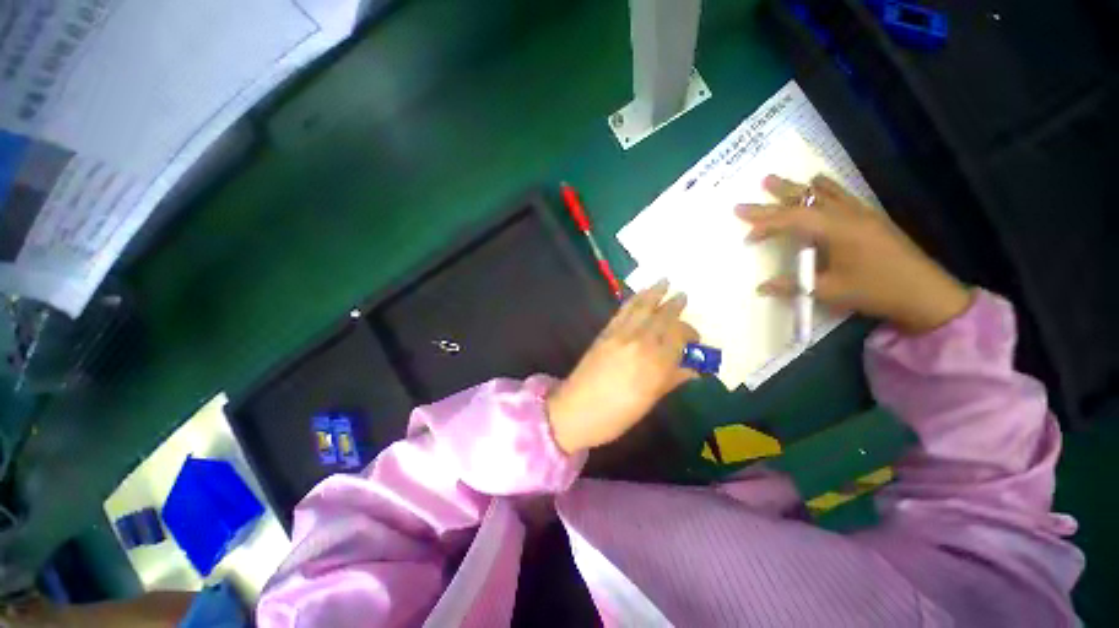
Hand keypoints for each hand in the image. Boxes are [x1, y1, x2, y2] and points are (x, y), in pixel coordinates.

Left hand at [547, 281, 698, 454]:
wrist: (575, 410)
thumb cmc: (616, 415)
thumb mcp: (649, 401)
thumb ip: (672, 380)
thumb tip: (694, 369)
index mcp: (656, 364)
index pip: (678, 337)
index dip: (689, 333)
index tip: (694, 337)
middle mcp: (640, 343)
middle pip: (662, 318)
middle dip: (675, 305)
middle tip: (683, 295)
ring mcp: (620, 335)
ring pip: (642, 308)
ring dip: (654, 293)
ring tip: (664, 281)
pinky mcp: (605, 333)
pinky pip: (623, 311)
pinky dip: (633, 300)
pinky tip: (639, 295)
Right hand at [737, 174, 972, 333]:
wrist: (926, 293)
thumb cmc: (876, 290)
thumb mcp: (830, 291)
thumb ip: (792, 286)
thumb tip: (760, 287)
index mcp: (836, 230)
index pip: (792, 219)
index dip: (765, 225)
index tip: (747, 237)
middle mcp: (847, 214)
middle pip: (805, 199)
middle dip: (776, 196)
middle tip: (753, 190)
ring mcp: (860, 213)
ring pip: (823, 192)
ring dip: (797, 187)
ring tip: (776, 181)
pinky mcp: (869, 217)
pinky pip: (841, 194)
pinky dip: (823, 187)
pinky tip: (818, 183)